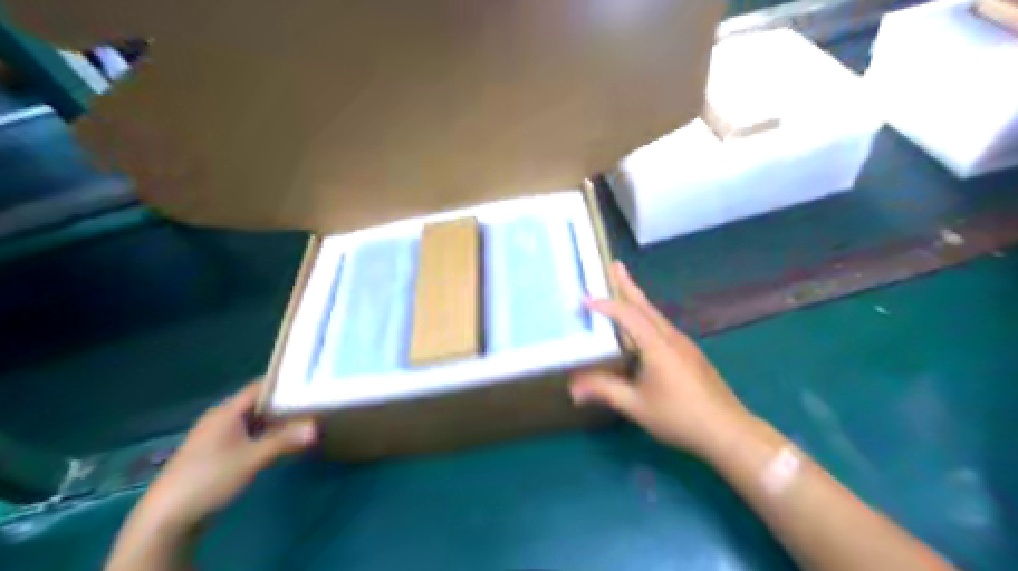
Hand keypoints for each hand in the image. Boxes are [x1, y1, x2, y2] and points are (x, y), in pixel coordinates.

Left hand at [135, 381, 317, 532]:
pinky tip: (280, 443)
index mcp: (226, 412)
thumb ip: (285, 441)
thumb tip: (316, 428)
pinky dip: (264, 436)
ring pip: (252, 421)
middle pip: (257, 404)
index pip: (259, 387)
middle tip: (312, 404)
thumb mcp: (253, 458)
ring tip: (303, 422)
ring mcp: (215, 437)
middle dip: (283, 404)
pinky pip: (246, 436)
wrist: (166, 517)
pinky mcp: (214, 454)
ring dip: (274, 422)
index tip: (309, 383)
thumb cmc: (211, 478)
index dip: (284, 383)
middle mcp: (220, 418)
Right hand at [572, 261, 753, 455]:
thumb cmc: (679, 416)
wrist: (727, 430)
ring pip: (655, 315)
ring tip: (624, 289)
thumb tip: (572, 388)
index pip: (628, 316)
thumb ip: (604, 391)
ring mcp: (684, 345)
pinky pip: (662, 327)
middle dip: (628, 285)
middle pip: (645, 306)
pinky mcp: (690, 354)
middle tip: (616, 265)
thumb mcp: (636, 405)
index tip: (585, 299)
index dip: (606, 306)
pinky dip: (646, 317)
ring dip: (638, 300)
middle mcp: (671, 337)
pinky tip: (642, 328)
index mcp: (657, 345)